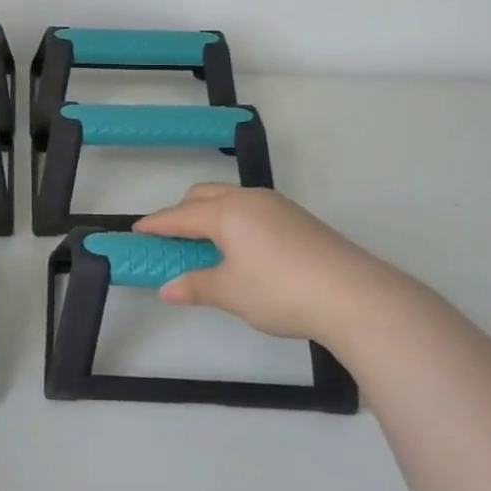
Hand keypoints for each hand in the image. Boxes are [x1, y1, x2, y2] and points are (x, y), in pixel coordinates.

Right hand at [133, 184, 416, 342]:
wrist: (352, 295)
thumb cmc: (280, 291)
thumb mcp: (231, 293)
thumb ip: (196, 286)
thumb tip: (167, 288)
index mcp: (226, 213)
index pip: (180, 216)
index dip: (157, 224)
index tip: (137, 231)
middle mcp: (249, 200)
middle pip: (205, 195)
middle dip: (184, 212)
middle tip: (173, 239)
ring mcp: (278, 206)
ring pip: (232, 199)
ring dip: (212, 213)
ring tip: (208, 244)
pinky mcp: (299, 218)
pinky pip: (253, 209)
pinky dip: (236, 220)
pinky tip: (244, 248)